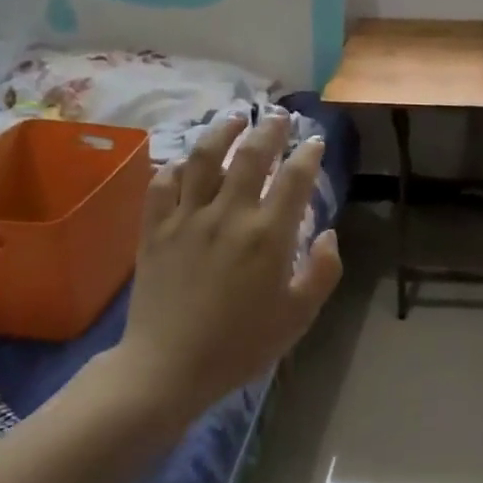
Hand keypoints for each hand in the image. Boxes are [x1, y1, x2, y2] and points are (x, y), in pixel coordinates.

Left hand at [110, 115, 341, 423]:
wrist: (168, 367)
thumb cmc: (241, 345)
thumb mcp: (299, 316)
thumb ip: (322, 271)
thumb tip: (328, 234)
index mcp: (268, 235)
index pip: (294, 178)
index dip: (308, 154)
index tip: (315, 142)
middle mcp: (228, 214)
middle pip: (251, 155)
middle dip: (270, 129)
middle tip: (279, 115)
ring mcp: (186, 218)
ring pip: (204, 157)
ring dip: (223, 130)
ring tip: (235, 116)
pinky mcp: (154, 229)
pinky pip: (163, 183)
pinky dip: (178, 164)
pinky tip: (188, 159)